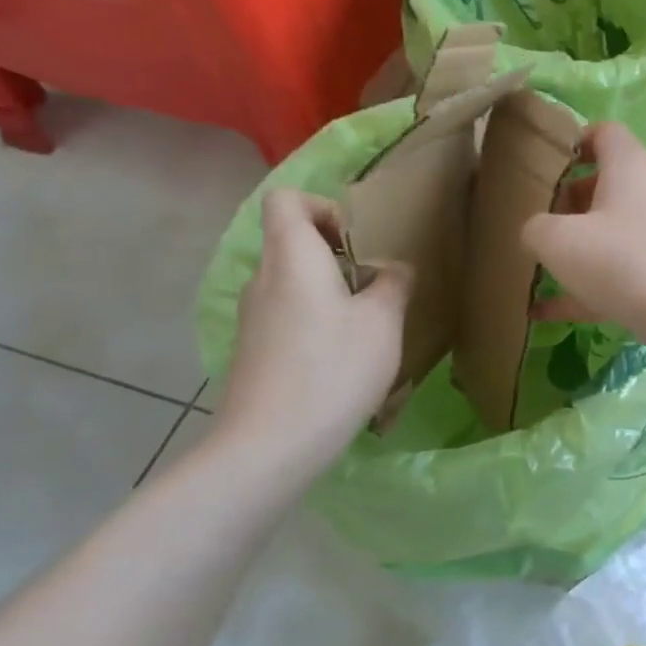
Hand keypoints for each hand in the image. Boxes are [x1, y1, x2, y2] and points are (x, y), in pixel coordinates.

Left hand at [212, 188, 410, 483]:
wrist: (270, 444)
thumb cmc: (333, 369)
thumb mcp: (383, 322)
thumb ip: (393, 284)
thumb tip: (391, 269)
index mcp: (292, 257)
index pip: (286, 200)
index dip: (322, 207)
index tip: (356, 241)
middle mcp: (263, 278)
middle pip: (291, 241)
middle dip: (335, 254)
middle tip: (372, 284)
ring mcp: (253, 317)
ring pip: (291, 281)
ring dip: (328, 290)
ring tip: (365, 325)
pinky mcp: (253, 350)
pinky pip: (287, 314)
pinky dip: (314, 321)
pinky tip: (341, 358)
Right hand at [522, 123, 645, 355]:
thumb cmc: (626, 260)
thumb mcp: (559, 240)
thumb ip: (536, 229)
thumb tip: (538, 234)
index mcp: (629, 166)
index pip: (603, 133)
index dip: (572, 142)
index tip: (541, 165)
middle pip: (603, 186)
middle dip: (565, 202)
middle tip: (532, 221)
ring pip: (608, 235)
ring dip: (574, 250)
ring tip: (531, 267)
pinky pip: (614, 278)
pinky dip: (583, 291)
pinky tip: (543, 313)